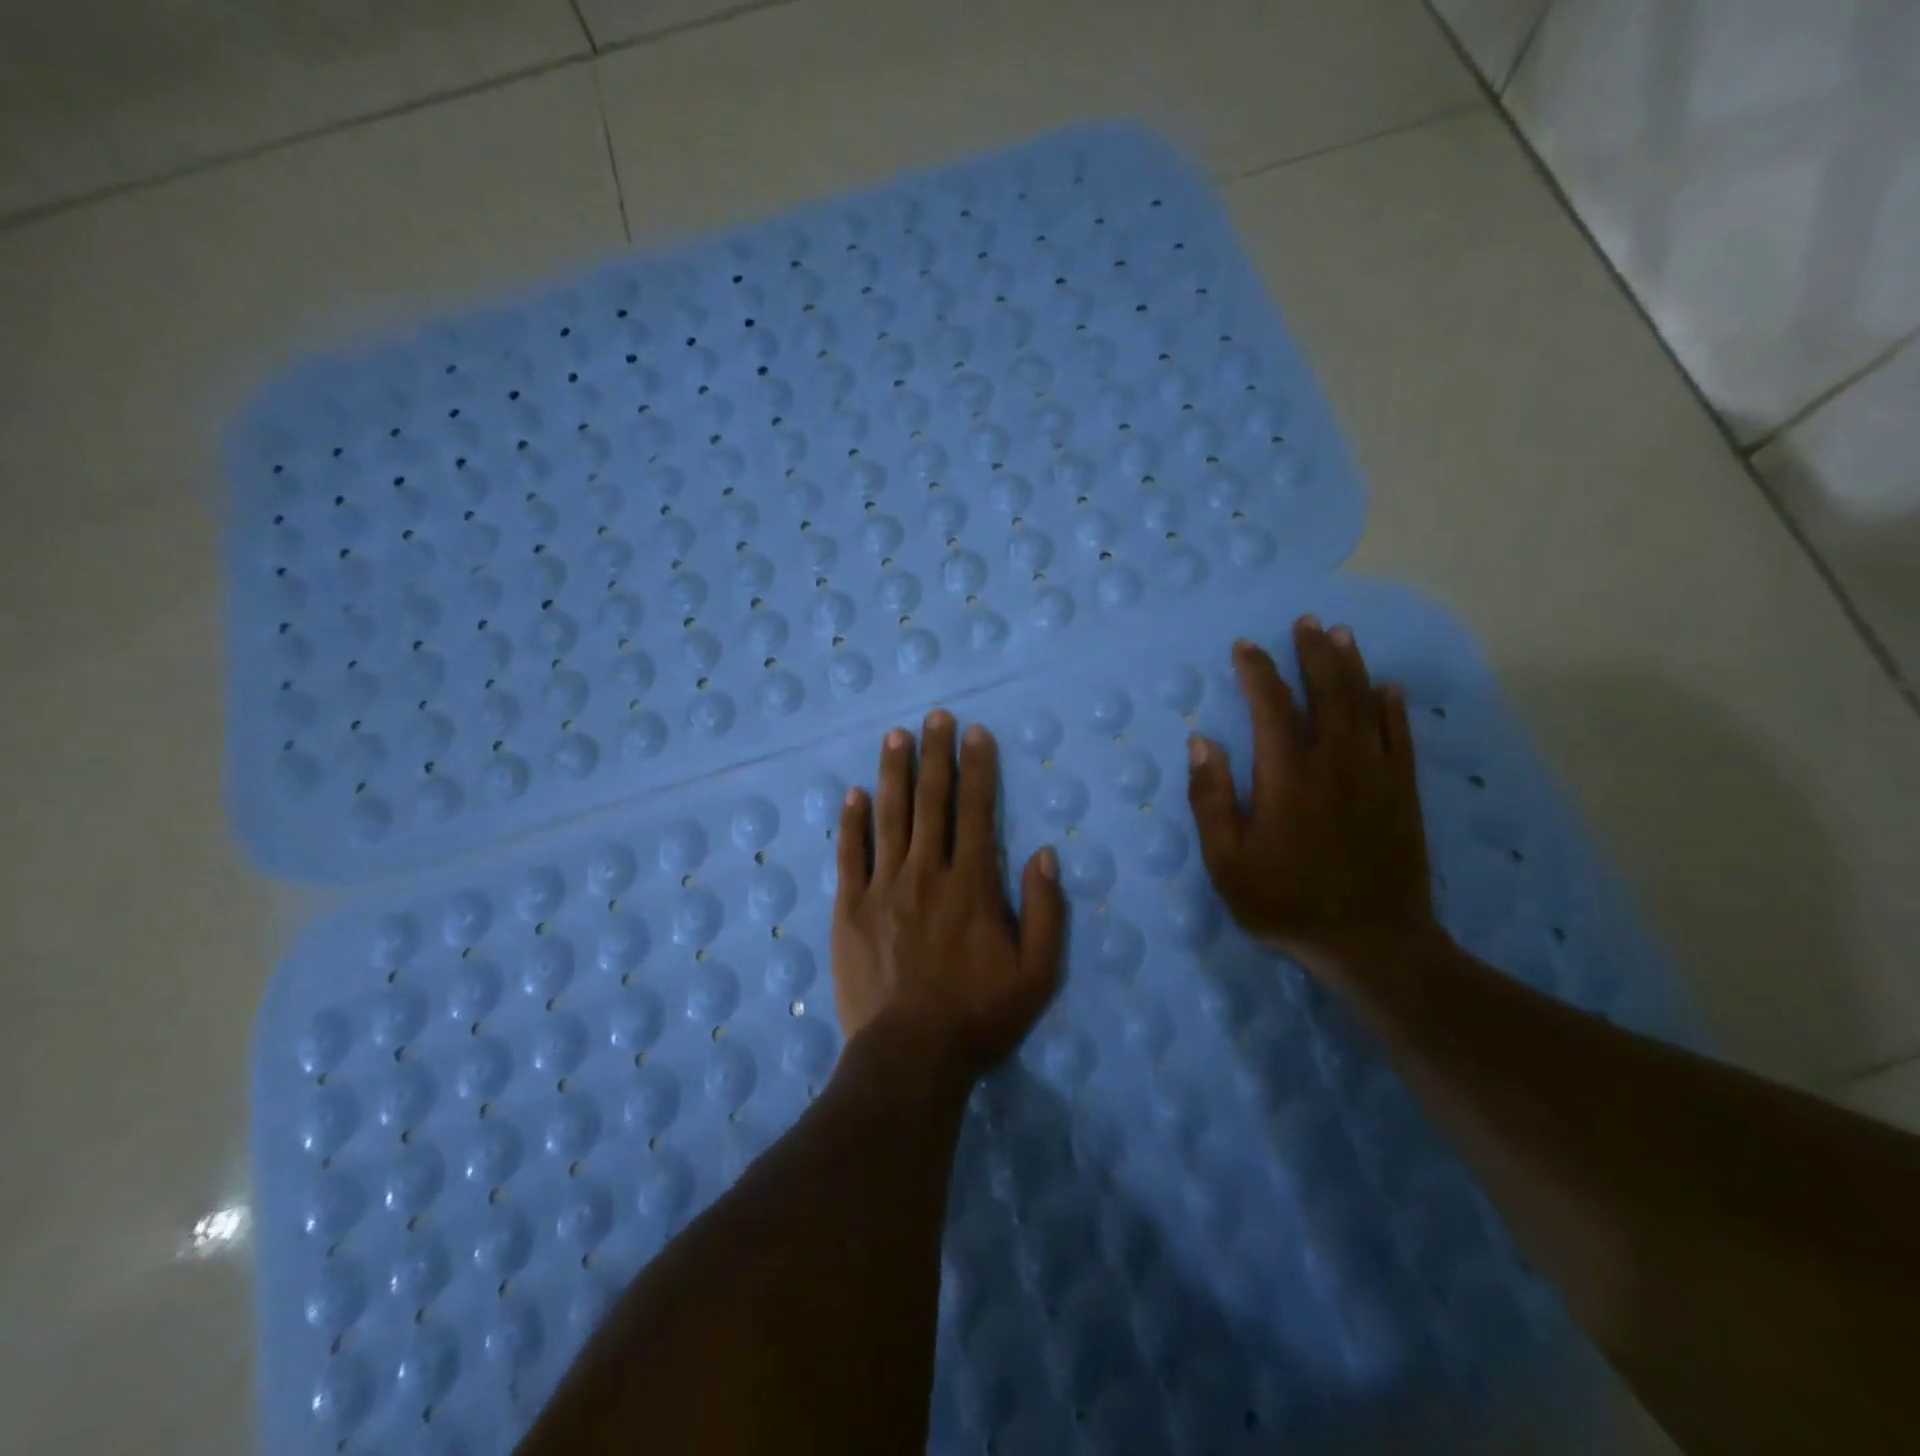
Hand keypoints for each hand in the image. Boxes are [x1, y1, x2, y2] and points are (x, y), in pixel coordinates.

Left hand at [833, 711, 1065, 1077]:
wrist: (910, 1057)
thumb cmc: (979, 1017)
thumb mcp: (1038, 974)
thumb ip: (1046, 911)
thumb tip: (1044, 854)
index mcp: (973, 885)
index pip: (977, 811)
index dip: (978, 769)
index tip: (976, 733)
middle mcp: (927, 874)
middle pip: (933, 802)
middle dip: (936, 755)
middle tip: (936, 717)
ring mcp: (884, 888)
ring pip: (890, 817)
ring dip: (894, 772)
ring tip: (896, 736)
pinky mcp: (851, 909)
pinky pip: (850, 855)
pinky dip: (852, 822)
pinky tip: (854, 793)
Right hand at [1186, 617, 1439, 979]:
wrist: (1373, 943)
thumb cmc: (1286, 904)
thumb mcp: (1227, 862)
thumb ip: (1212, 800)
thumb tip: (1203, 743)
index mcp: (1287, 776)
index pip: (1271, 706)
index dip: (1258, 671)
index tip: (1246, 647)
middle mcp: (1335, 763)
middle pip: (1327, 692)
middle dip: (1313, 652)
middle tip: (1306, 623)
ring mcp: (1375, 775)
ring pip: (1365, 705)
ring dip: (1352, 666)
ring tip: (1341, 635)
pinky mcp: (1402, 793)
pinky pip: (1400, 737)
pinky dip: (1393, 708)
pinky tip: (1389, 688)